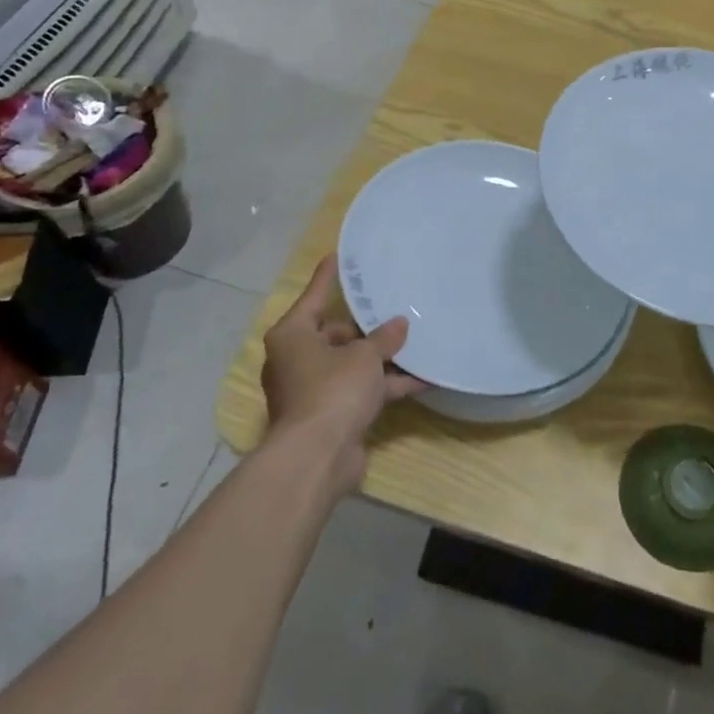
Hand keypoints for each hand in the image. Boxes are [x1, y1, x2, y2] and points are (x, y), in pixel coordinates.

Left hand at [261, 254, 418, 498]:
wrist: (317, 457)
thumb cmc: (332, 391)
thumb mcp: (363, 357)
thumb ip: (383, 338)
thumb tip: (399, 324)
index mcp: (293, 336)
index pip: (314, 297)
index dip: (328, 277)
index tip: (338, 255)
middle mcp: (297, 359)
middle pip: (335, 334)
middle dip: (368, 328)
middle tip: (396, 311)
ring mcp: (313, 389)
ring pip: (351, 365)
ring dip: (382, 359)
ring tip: (417, 343)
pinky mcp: (330, 414)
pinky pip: (360, 390)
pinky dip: (385, 386)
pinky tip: (421, 379)